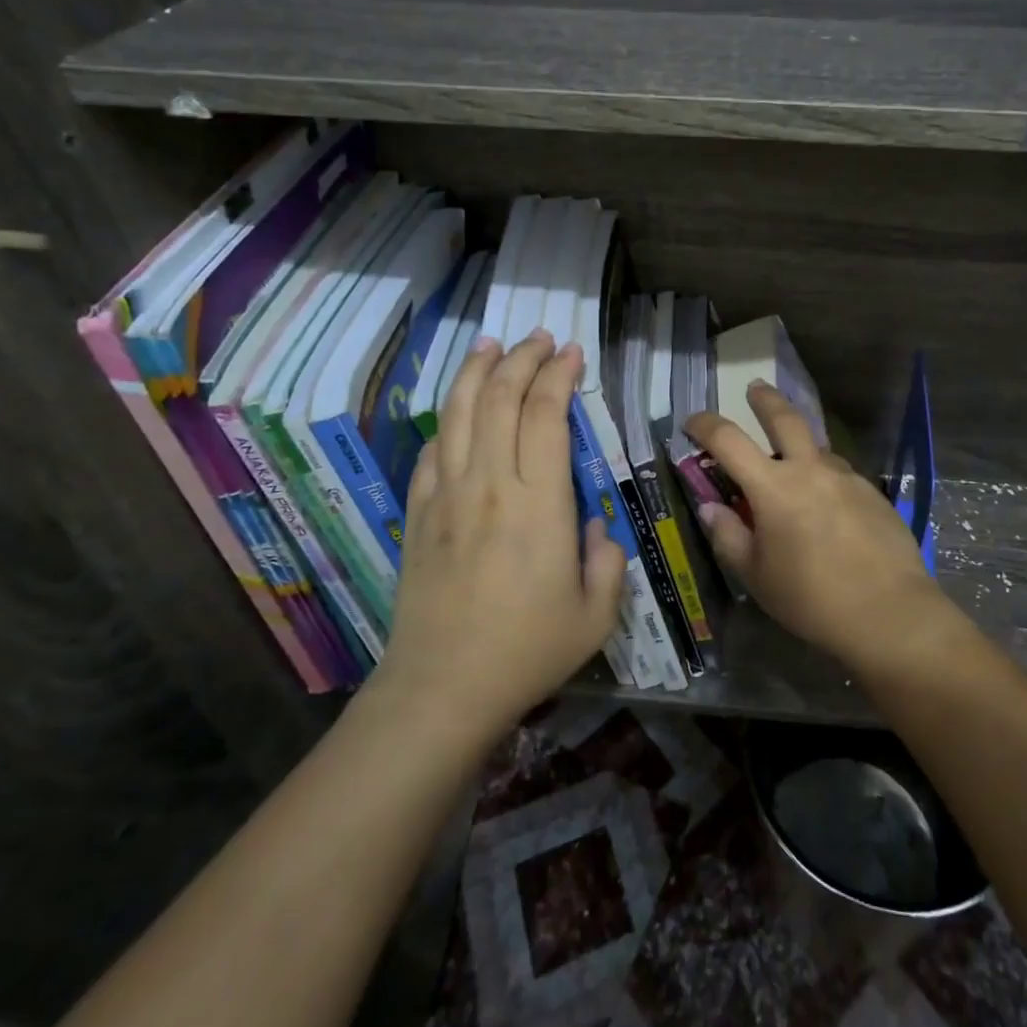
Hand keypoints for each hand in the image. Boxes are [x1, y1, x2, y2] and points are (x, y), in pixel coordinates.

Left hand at [375, 329, 626, 739]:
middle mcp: (491, 485)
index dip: (559, 376)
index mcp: (540, 503)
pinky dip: (448, 420)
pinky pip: (432, 451)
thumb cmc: (527, 651)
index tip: (572, 353)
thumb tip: (593, 526)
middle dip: (522, 359)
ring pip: (459, 413)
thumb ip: (606, 560)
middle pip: (500, 399)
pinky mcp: (419, 514)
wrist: (442, 688)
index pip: (545, 415)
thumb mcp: (596, 615)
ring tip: (492, 344)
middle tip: (539, 338)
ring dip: (476, 372)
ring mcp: (447, 496)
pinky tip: (458, 410)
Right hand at [685, 382, 950, 672]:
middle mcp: (810, 469)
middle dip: (765, 399)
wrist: (890, 613)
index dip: (705, 425)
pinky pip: (840, 474)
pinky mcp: (873, 493)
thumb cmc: (812, 598)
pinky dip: (825, 477)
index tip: (691, 422)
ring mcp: (846, 478)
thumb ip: (728, 536)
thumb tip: (711, 507)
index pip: (728, 440)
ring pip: (817, 447)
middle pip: (784, 418)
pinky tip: (828, 506)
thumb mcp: (756, 576)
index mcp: (773, 487)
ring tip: (793, 466)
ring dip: (800, 446)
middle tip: (754, 388)